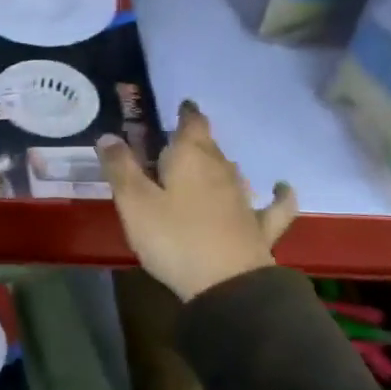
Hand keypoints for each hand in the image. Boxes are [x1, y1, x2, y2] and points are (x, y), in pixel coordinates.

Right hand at [97, 100, 296, 302]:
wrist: (226, 284)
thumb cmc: (173, 238)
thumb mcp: (134, 202)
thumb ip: (120, 168)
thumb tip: (108, 135)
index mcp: (190, 158)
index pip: (191, 124)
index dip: (186, 113)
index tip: (183, 105)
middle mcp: (221, 170)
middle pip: (209, 147)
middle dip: (194, 140)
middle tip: (176, 142)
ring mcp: (244, 198)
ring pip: (232, 171)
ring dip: (219, 164)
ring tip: (207, 164)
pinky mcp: (259, 226)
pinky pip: (273, 204)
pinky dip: (278, 195)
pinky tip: (282, 188)